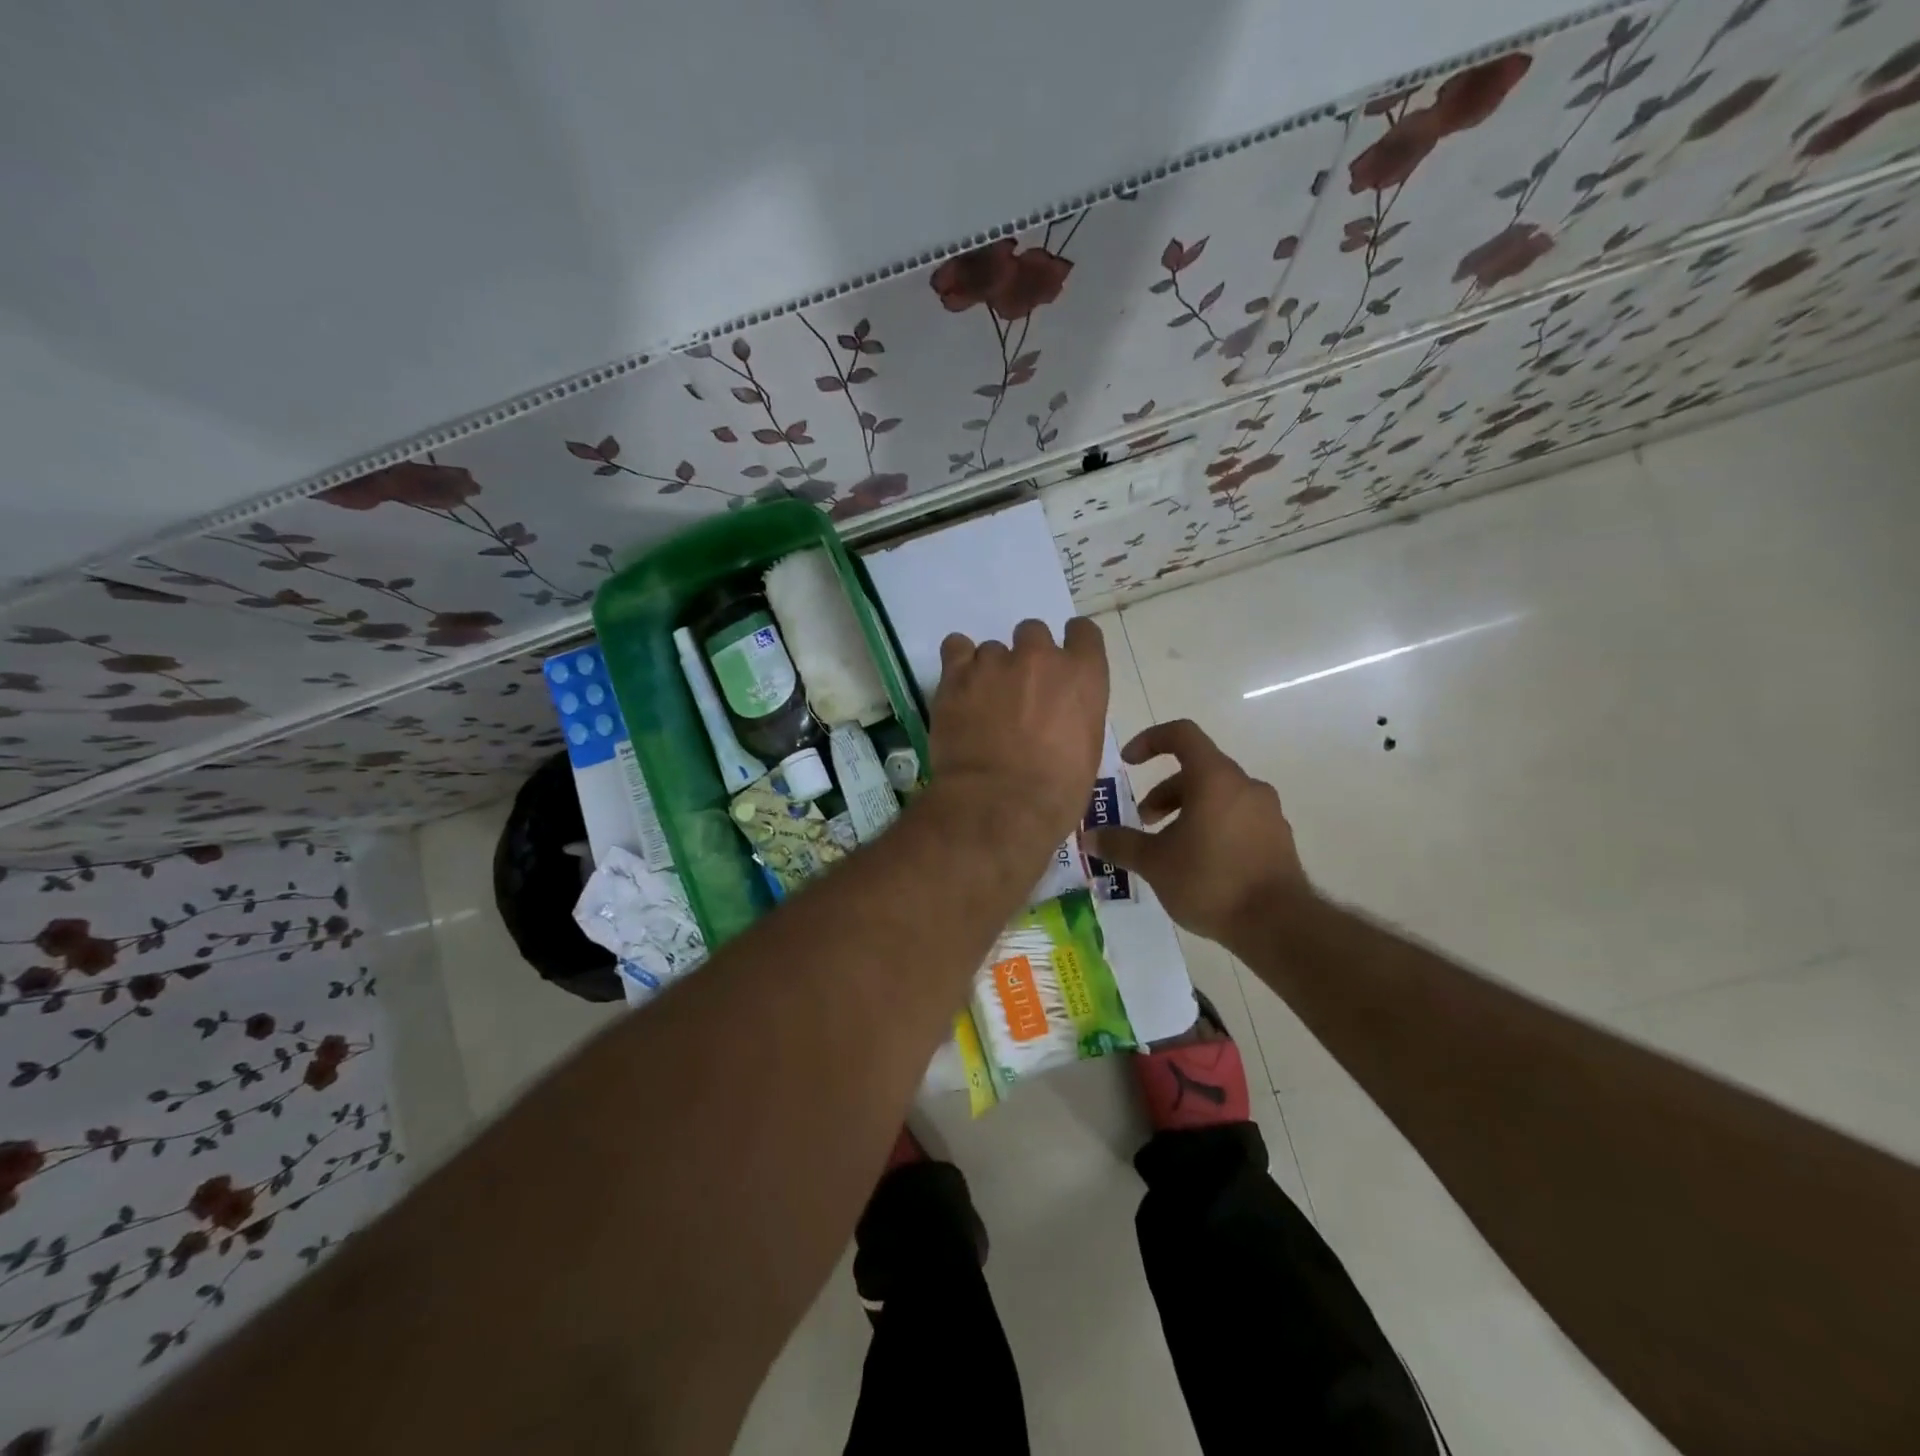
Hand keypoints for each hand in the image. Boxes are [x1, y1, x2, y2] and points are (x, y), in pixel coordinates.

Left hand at [929, 618, 1109, 851]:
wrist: (999, 806)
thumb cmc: (1056, 793)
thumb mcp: (1086, 751)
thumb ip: (1074, 715)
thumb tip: (1057, 715)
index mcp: (1083, 676)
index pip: (1083, 633)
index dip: (1071, 644)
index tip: (1062, 662)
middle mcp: (1041, 658)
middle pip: (1033, 633)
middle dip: (1027, 657)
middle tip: (1018, 692)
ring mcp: (996, 662)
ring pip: (993, 649)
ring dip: (990, 670)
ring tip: (982, 704)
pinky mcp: (957, 674)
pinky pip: (956, 647)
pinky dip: (958, 662)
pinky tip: (959, 686)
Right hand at [1084, 719, 1306, 944]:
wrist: (1278, 925)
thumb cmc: (1210, 881)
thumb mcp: (1154, 863)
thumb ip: (1120, 844)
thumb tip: (1088, 837)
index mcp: (1215, 778)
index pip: (1182, 734)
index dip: (1150, 740)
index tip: (1128, 762)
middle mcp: (1245, 786)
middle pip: (1198, 770)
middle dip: (1165, 791)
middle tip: (1144, 821)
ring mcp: (1267, 812)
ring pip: (1218, 796)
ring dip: (1187, 811)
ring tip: (1169, 847)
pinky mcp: (1277, 838)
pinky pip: (1237, 818)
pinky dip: (1212, 827)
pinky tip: (1199, 864)